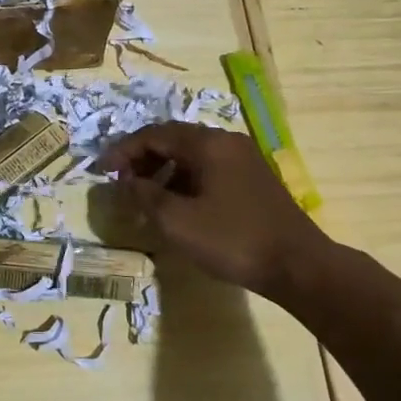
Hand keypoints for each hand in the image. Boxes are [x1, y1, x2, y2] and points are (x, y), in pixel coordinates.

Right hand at [98, 122, 332, 301]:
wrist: (299, 265)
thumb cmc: (232, 240)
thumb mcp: (177, 221)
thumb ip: (145, 196)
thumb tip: (124, 182)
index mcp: (207, 144)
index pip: (154, 134)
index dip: (123, 150)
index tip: (101, 170)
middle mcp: (226, 142)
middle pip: (173, 139)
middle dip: (142, 158)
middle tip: (120, 181)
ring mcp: (244, 159)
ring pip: (192, 154)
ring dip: (162, 170)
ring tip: (145, 196)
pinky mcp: (253, 179)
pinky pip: (208, 168)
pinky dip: (184, 179)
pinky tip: (177, 205)